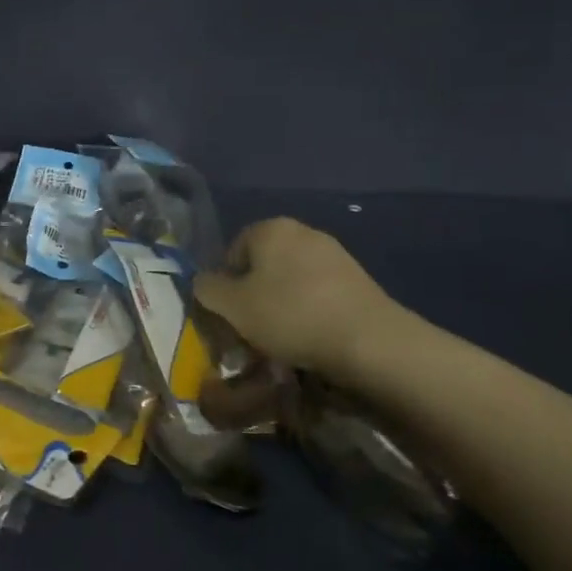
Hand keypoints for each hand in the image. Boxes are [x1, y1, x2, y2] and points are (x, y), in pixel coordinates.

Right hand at [195, 218, 414, 379]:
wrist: (368, 340)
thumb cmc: (289, 315)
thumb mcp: (232, 306)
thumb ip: (207, 289)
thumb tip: (203, 282)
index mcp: (270, 228)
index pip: (232, 250)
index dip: (224, 284)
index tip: (229, 315)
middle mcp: (303, 232)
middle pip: (262, 266)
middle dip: (253, 297)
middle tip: (250, 331)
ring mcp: (334, 254)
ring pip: (289, 282)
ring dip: (279, 308)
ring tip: (280, 342)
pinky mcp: (356, 280)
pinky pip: (317, 294)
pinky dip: (307, 313)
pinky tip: (310, 339)